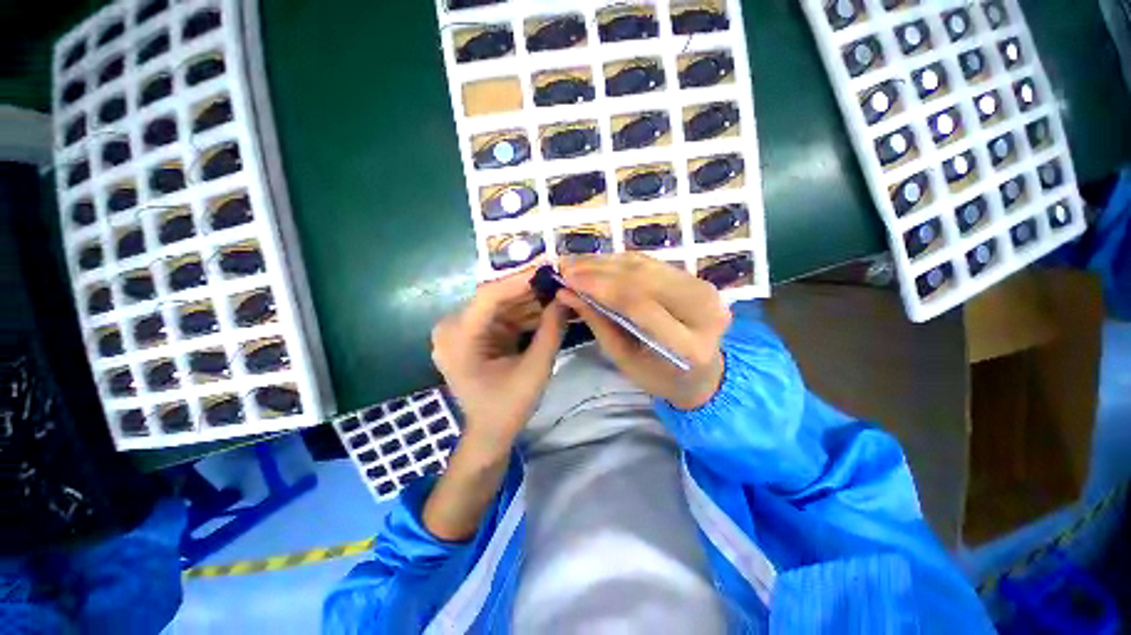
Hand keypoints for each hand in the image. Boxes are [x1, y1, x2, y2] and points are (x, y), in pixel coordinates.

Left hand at [431, 264, 567, 453]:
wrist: (490, 432)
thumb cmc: (508, 407)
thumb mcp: (536, 369)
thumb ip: (552, 331)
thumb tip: (566, 297)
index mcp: (458, 338)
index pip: (489, 296)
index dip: (520, 280)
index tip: (549, 267)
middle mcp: (453, 327)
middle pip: (496, 298)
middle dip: (530, 289)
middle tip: (560, 278)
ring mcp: (463, 330)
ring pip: (502, 305)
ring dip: (530, 300)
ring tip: (560, 290)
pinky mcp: (475, 334)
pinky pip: (503, 316)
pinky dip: (525, 313)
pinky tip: (548, 307)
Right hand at [558, 253, 730, 409]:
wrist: (705, 372)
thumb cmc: (660, 376)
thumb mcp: (624, 360)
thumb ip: (598, 324)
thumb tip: (566, 293)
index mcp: (687, 345)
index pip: (638, 305)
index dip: (599, 287)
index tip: (566, 278)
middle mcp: (703, 311)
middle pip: (642, 279)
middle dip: (598, 269)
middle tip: (565, 266)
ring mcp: (705, 289)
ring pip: (646, 265)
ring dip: (607, 261)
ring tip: (576, 263)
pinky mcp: (699, 278)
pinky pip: (653, 263)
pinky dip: (621, 262)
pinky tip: (598, 263)